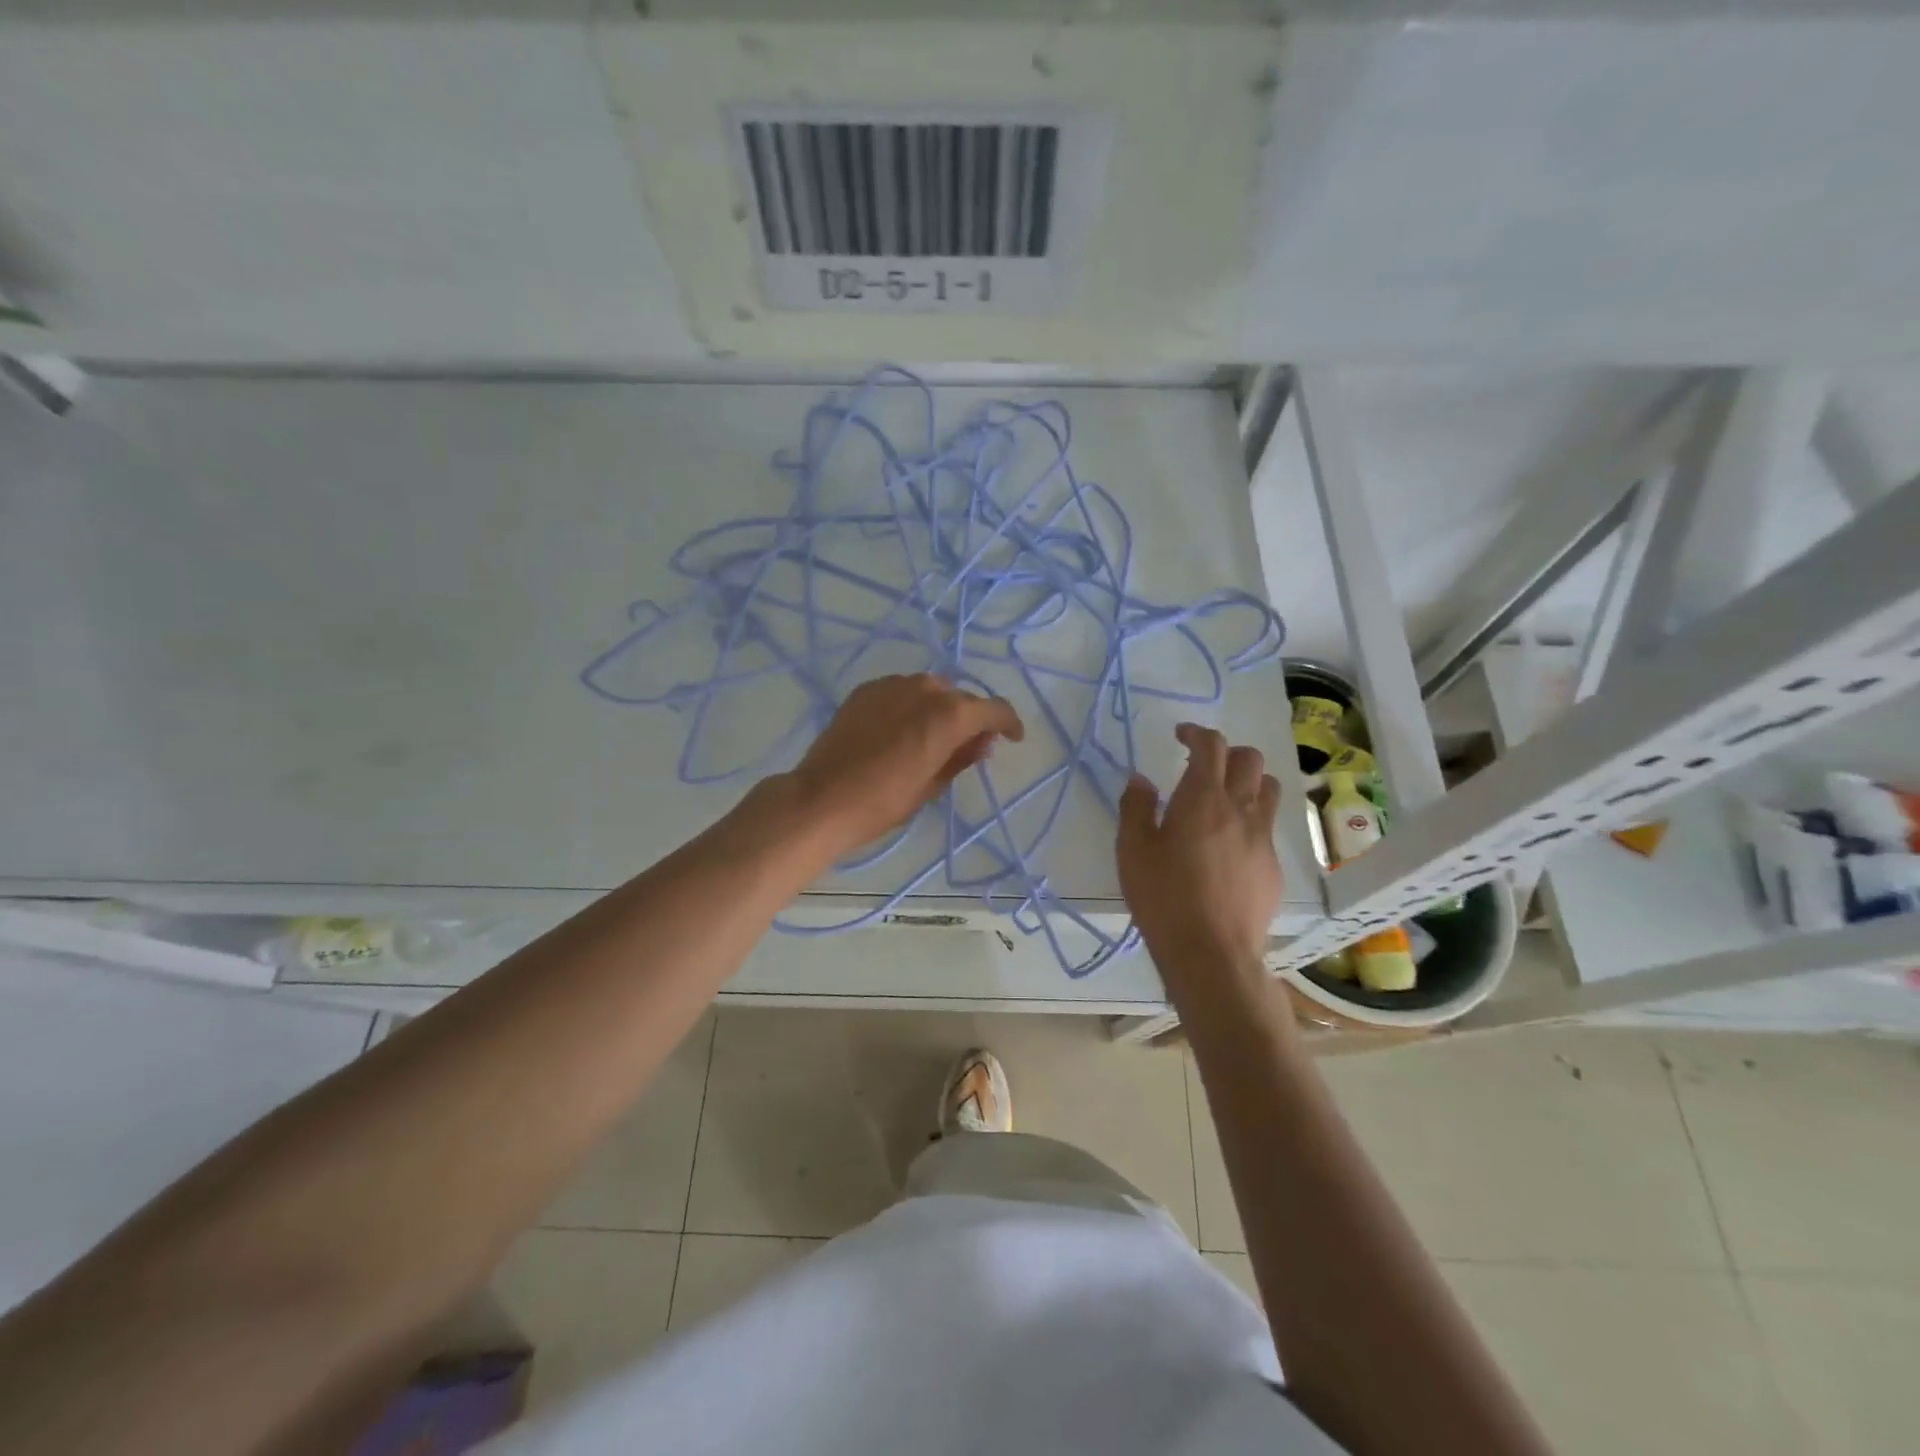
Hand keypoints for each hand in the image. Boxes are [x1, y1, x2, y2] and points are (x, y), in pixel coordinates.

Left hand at [782, 674, 1024, 857]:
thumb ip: (961, 758)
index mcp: (950, 715)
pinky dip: (909, 705)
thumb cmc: (884, 801)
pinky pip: (900, 691)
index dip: (1009, 723)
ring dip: (938, 709)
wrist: (822, 798)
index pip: (994, 709)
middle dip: (970, 719)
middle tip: (966, 747)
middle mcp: (925, 689)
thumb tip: (981, 744)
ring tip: (929, 738)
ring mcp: (892, 685)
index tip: (1012, 739)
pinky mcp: (866, 690)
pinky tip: (899, 731)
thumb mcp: (932, 785)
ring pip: (930, 690)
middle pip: (961, 698)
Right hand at [1117, 722, 1282, 978]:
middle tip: (1203, 766)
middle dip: (1227, 753)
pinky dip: (1250, 821)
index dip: (1197, 733)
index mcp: (1202, 798)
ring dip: (1249, 781)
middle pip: (1250, 759)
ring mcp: (1262, 838)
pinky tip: (1230, 847)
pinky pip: (1267, 827)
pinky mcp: (1274, 866)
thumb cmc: (1164, 897)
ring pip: (1269, 789)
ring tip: (1225, 798)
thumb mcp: (1132, 850)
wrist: (1212, 952)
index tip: (1181, 736)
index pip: (1211, 746)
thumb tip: (1141, 780)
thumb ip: (1136, 807)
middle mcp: (1240, 809)